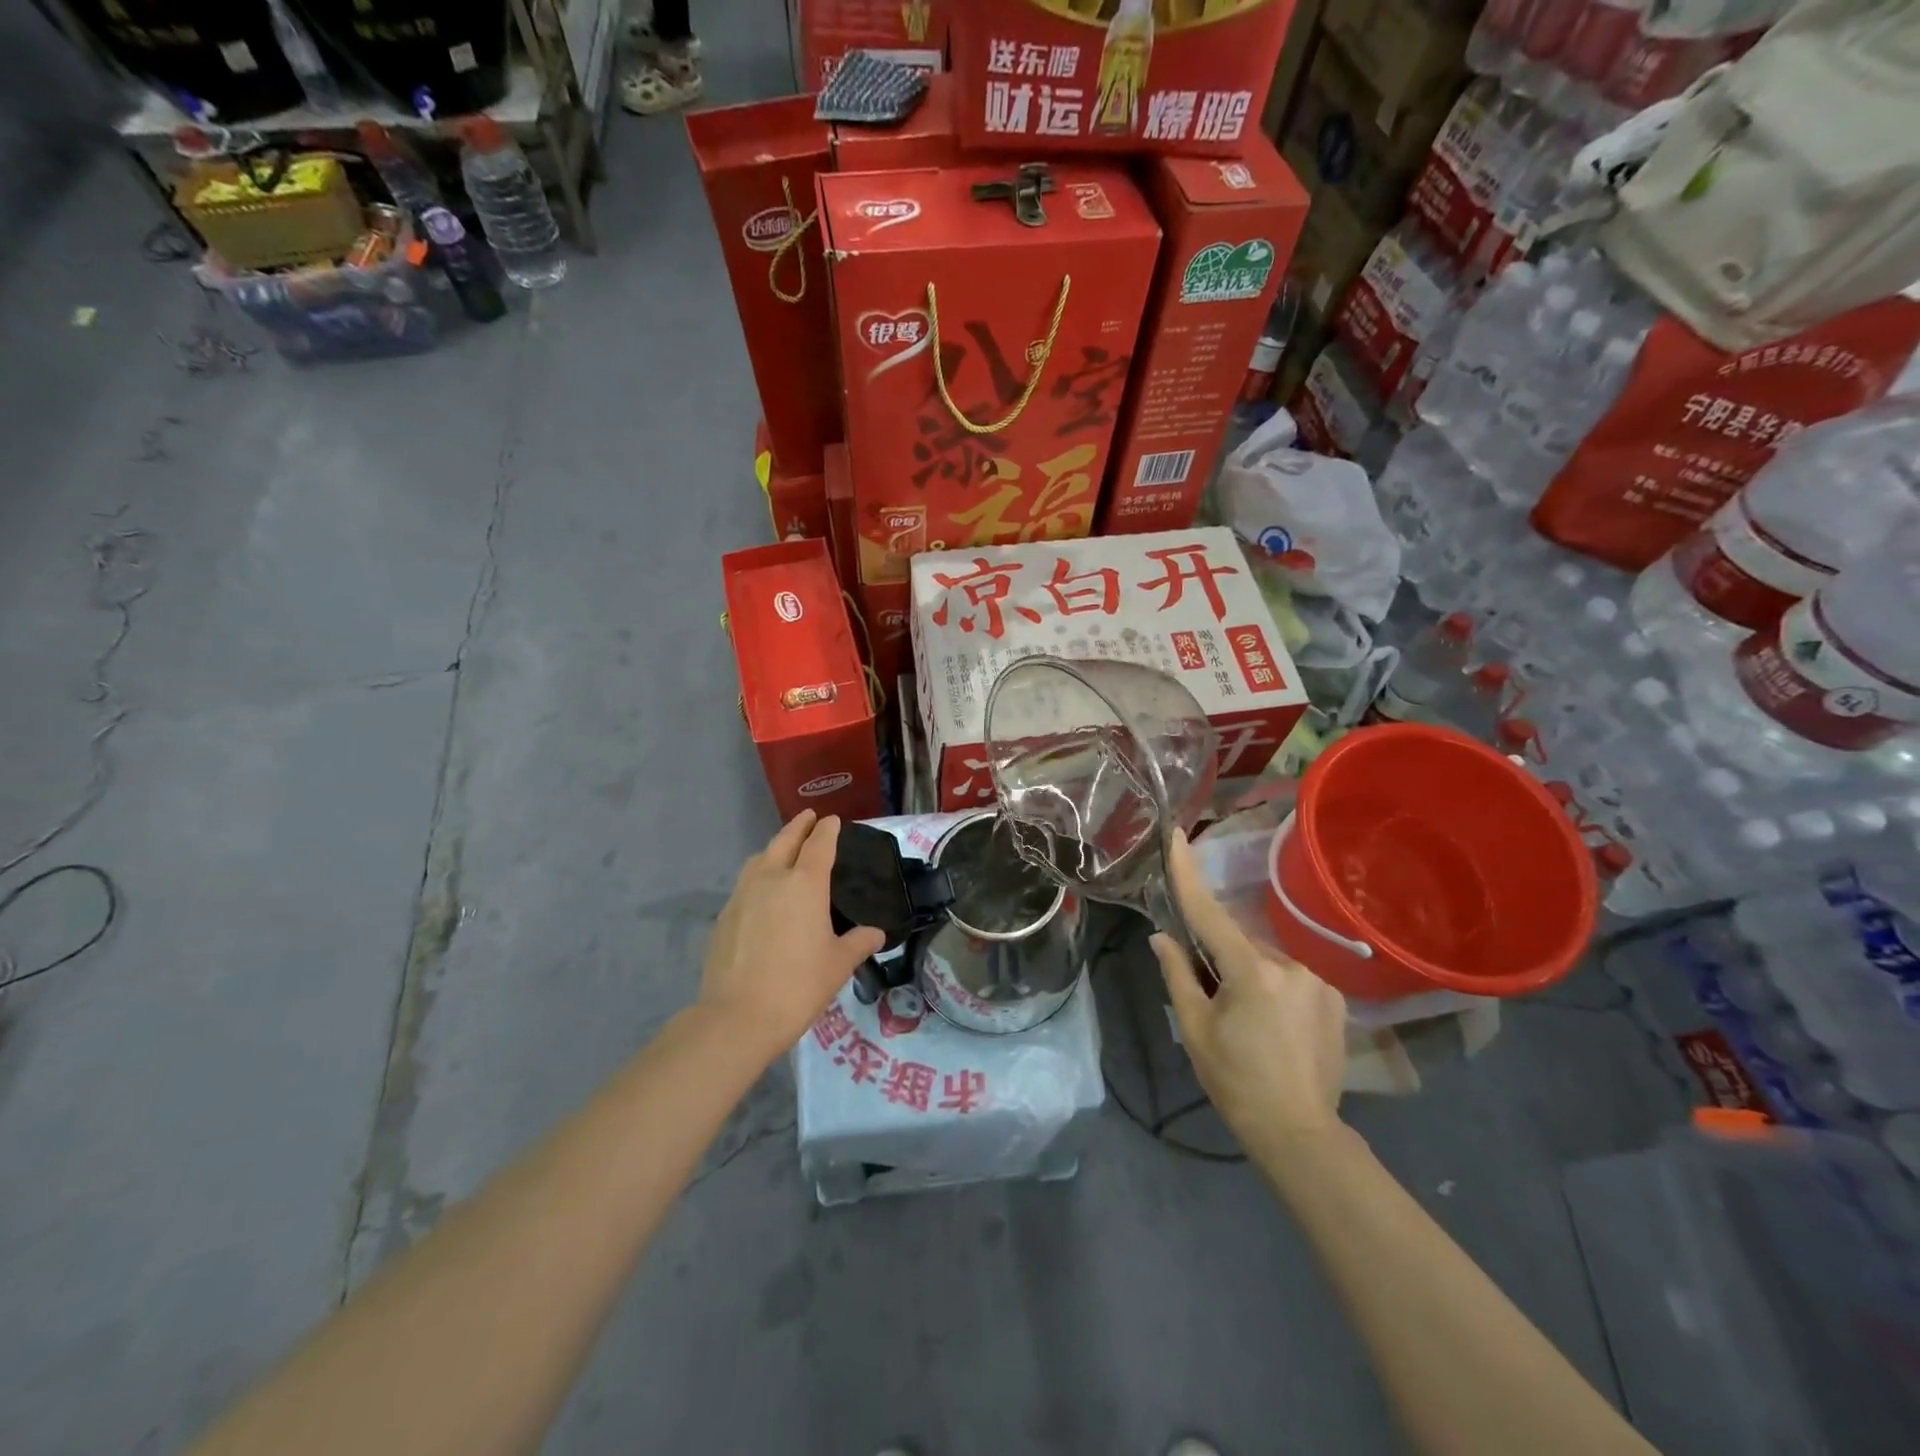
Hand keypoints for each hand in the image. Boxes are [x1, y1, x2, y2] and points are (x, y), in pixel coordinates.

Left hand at [698, 811, 884, 1061]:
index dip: (827, 830)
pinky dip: (758, 875)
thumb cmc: (799, 985)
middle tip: (808, 818)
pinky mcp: (724, 916)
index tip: (832, 820)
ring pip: (759, 859)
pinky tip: (763, 893)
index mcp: (805, 884)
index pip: (819, 844)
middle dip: (798, 826)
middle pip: (785, 841)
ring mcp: (743, 895)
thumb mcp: (838, 965)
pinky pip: (745, 883)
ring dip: (774, 848)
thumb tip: (875, 933)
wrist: (738, 1016)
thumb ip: (858, 943)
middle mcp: (772, 879)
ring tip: (784, 851)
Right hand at [1151, 830, 1347, 1150]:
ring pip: (1266, 962)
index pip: (1210, 913)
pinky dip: (1275, 989)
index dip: (1189, 874)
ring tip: (1248, 1023)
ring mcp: (1319, 982)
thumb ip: (1178, 975)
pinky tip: (1274, 1026)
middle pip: (1240, 944)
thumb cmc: (1235, 1081)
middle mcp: (1291, 966)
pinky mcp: (1336, 999)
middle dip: (1222, 959)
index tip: (1178, 836)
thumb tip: (1162, 936)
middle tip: (1213, 1000)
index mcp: (1251, 972)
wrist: (1299, 1133)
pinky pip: (1291, 978)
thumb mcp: (1195, 1029)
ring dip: (1250, 976)